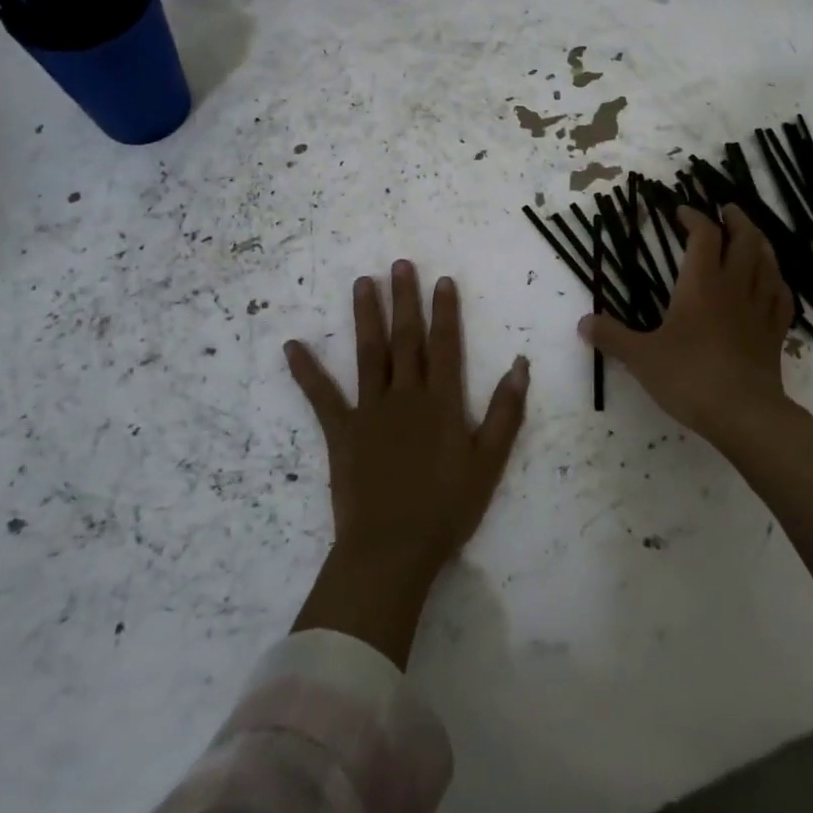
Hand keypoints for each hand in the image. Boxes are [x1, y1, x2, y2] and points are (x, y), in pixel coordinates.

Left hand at [285, 261, 528, 663]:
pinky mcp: (341, 432)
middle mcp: (405, 395)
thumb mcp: (489, 462)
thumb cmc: (447, 508)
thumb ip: (505, 411)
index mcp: (441, 401)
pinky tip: (292, 346)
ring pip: (368, 353)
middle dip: (404, 299)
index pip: (445, 345)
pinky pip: (321, 396)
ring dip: (366, 316)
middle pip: (406, 338)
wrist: (393, 549)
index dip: (445, 311)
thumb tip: (520, 364)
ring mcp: (370, 411)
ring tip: (363, 282)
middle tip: (400, 264)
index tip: (441, 280)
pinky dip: (306, 371)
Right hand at [578, 204, 793, 442]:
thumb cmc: (689, 377)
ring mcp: (760, 309)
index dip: (694, 218)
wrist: (744, 414)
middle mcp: (734, 286)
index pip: (703, 235)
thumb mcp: (641, 357)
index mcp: (701, 284)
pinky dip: (777, 281)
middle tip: (727, 209)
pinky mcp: (775, 333)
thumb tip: (582, 322)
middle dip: (736, 220)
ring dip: (760, 243)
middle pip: (745, 239)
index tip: (681, 212)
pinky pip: (782, 297)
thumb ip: (612, 336)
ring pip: (768, 263)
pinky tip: (773, 283)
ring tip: (752, 236)